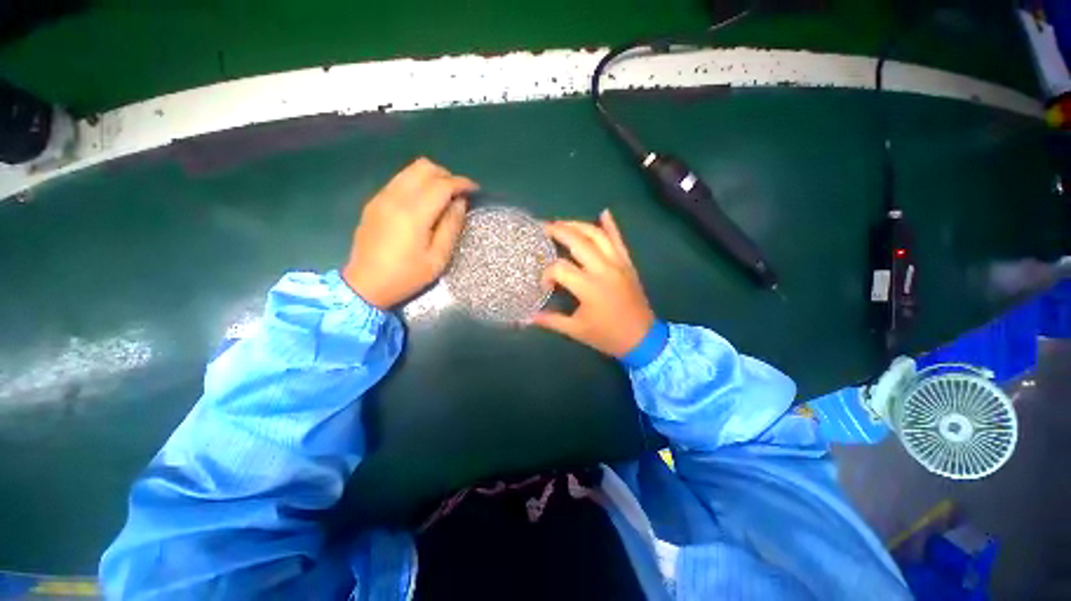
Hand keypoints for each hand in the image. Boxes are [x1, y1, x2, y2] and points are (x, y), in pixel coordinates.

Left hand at [342, 158, 477, 309]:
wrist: (364, 284)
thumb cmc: (406, 276)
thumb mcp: (437, 258)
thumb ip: (451, 227)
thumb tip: (460, 203)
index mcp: (414, 214)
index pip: (442, 184)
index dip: (461, 183)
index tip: (474, 190)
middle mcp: (395, 197)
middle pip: (424, 167)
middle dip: (446, 176)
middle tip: (457, 194)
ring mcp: (381, 197)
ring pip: (409, 170)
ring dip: (431, 178)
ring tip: (442, 197)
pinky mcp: (374, 202)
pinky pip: (399, 181)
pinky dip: (416, 184)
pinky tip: (422, 204)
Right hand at [532, 210, 655, 357]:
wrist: (643, 338)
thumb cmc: (607, 336)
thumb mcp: (576, 331)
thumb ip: (551, 320)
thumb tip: (528, 316)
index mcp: (589, 287)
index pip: (559, 268)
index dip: (547, 274)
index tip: (545, 285)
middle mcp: (603, 269)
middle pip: (577, 241)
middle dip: (557, 231)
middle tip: (543, 228)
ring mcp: (618, 263)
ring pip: (597, 235)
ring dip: (578, 225)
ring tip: (562, 223)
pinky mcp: (627, 263)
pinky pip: (619, 240)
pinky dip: (611, 225)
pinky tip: (604, 213)